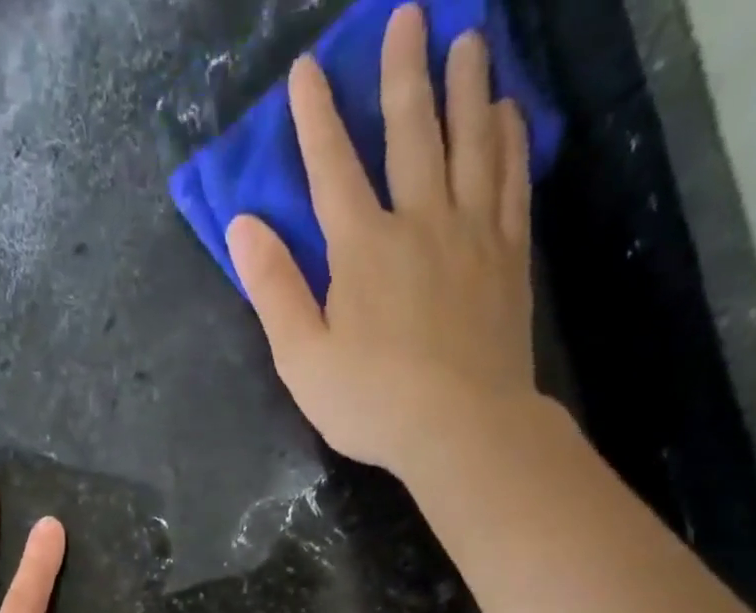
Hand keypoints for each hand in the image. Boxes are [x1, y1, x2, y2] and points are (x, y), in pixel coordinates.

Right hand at [227, 4, 536, 477]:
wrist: (462, 428)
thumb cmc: (372, 403)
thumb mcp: (302, 359)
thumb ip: (274, 291)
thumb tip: (243, 226)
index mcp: (361, 249)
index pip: (332, 169)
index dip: (316, 118)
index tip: (308, 69)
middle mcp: (420, 222)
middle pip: (411, 133)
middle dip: (403, 72)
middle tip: (408, 15)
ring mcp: (472, 234)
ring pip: (471, 142)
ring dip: (466, 87)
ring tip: (468, 39)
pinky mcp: (509, 257)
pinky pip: (512, 182)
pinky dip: (509, 141)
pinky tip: (507, 113)